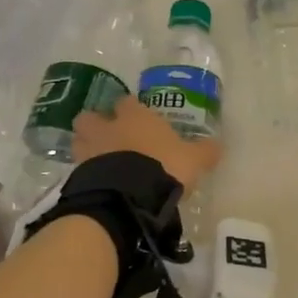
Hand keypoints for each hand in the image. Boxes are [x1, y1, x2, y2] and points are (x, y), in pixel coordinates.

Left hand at [73, 96, 221, 193]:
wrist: (130, 195)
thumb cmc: (165, 166)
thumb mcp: (193, 159)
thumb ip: (204, 151)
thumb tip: (217, 146)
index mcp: (135, 116)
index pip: (127, 102)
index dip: (130, 109)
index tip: (136, 118)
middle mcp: (108, 127)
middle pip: (92, 117)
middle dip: (97, 124)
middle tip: (109, 137)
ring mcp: (89, 150)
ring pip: (80, 141)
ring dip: (87, 147)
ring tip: (101, 161)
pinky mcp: (79, 174)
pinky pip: (80, 168)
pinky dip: (87, 173)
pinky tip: (99, 183)